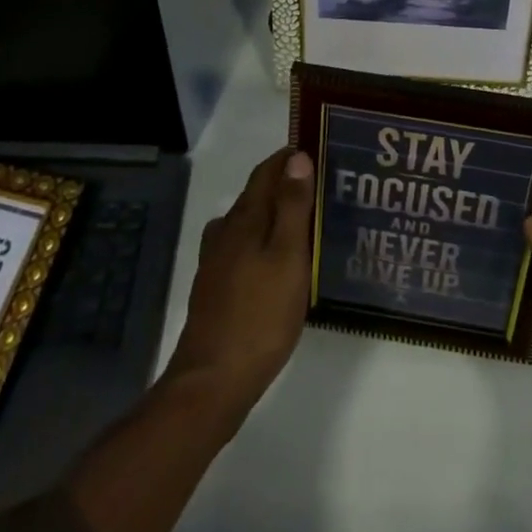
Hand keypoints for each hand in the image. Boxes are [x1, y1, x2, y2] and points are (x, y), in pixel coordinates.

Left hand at [162, 146, 314, 419]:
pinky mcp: (215, 288)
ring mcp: (216, 261)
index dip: (288, 158)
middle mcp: (226, 232)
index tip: (316, 150)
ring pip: (247, 222)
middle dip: (284, 184)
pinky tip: (273, 261)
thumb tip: (296, 157)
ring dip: (272, 213)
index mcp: (245, 218)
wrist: (212, 382)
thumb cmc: (259, 315)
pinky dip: (261, 241)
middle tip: (320, 186)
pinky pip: (242, 248)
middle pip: (256, 195)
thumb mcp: (288, 257)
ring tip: (301, 222)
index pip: (266, 172)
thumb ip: (292, 206)